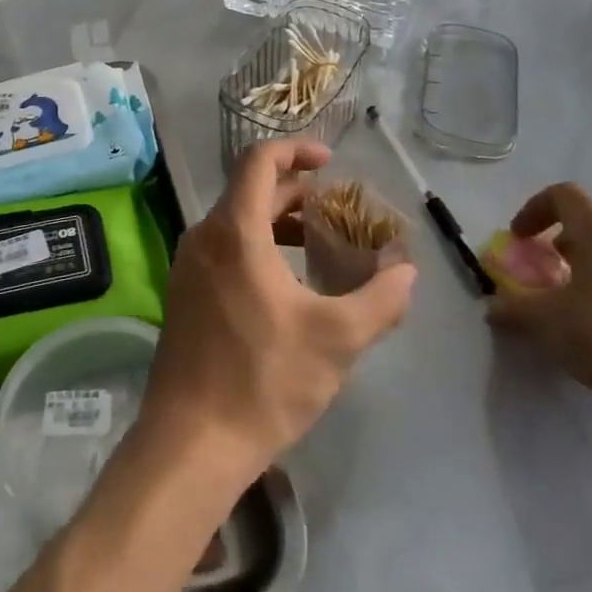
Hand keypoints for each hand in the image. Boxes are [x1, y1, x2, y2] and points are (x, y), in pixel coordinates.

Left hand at [142, 139, 416, 483]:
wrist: (191, 441)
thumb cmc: (263, 380)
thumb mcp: (336, 340)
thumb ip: (380, 300)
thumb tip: (408, 274)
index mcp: (234, 231)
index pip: (259, 161)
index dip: (296, 150)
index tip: (329, 162)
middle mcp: (203, 237)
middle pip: (250, 192)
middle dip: (296, 194)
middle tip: (337, 212)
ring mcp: (187, 266)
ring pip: (236, 222)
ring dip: (277, 223)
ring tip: (318, 247)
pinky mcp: (183, 293)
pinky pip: (222, 249)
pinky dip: (256, 247)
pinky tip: (285, 284)